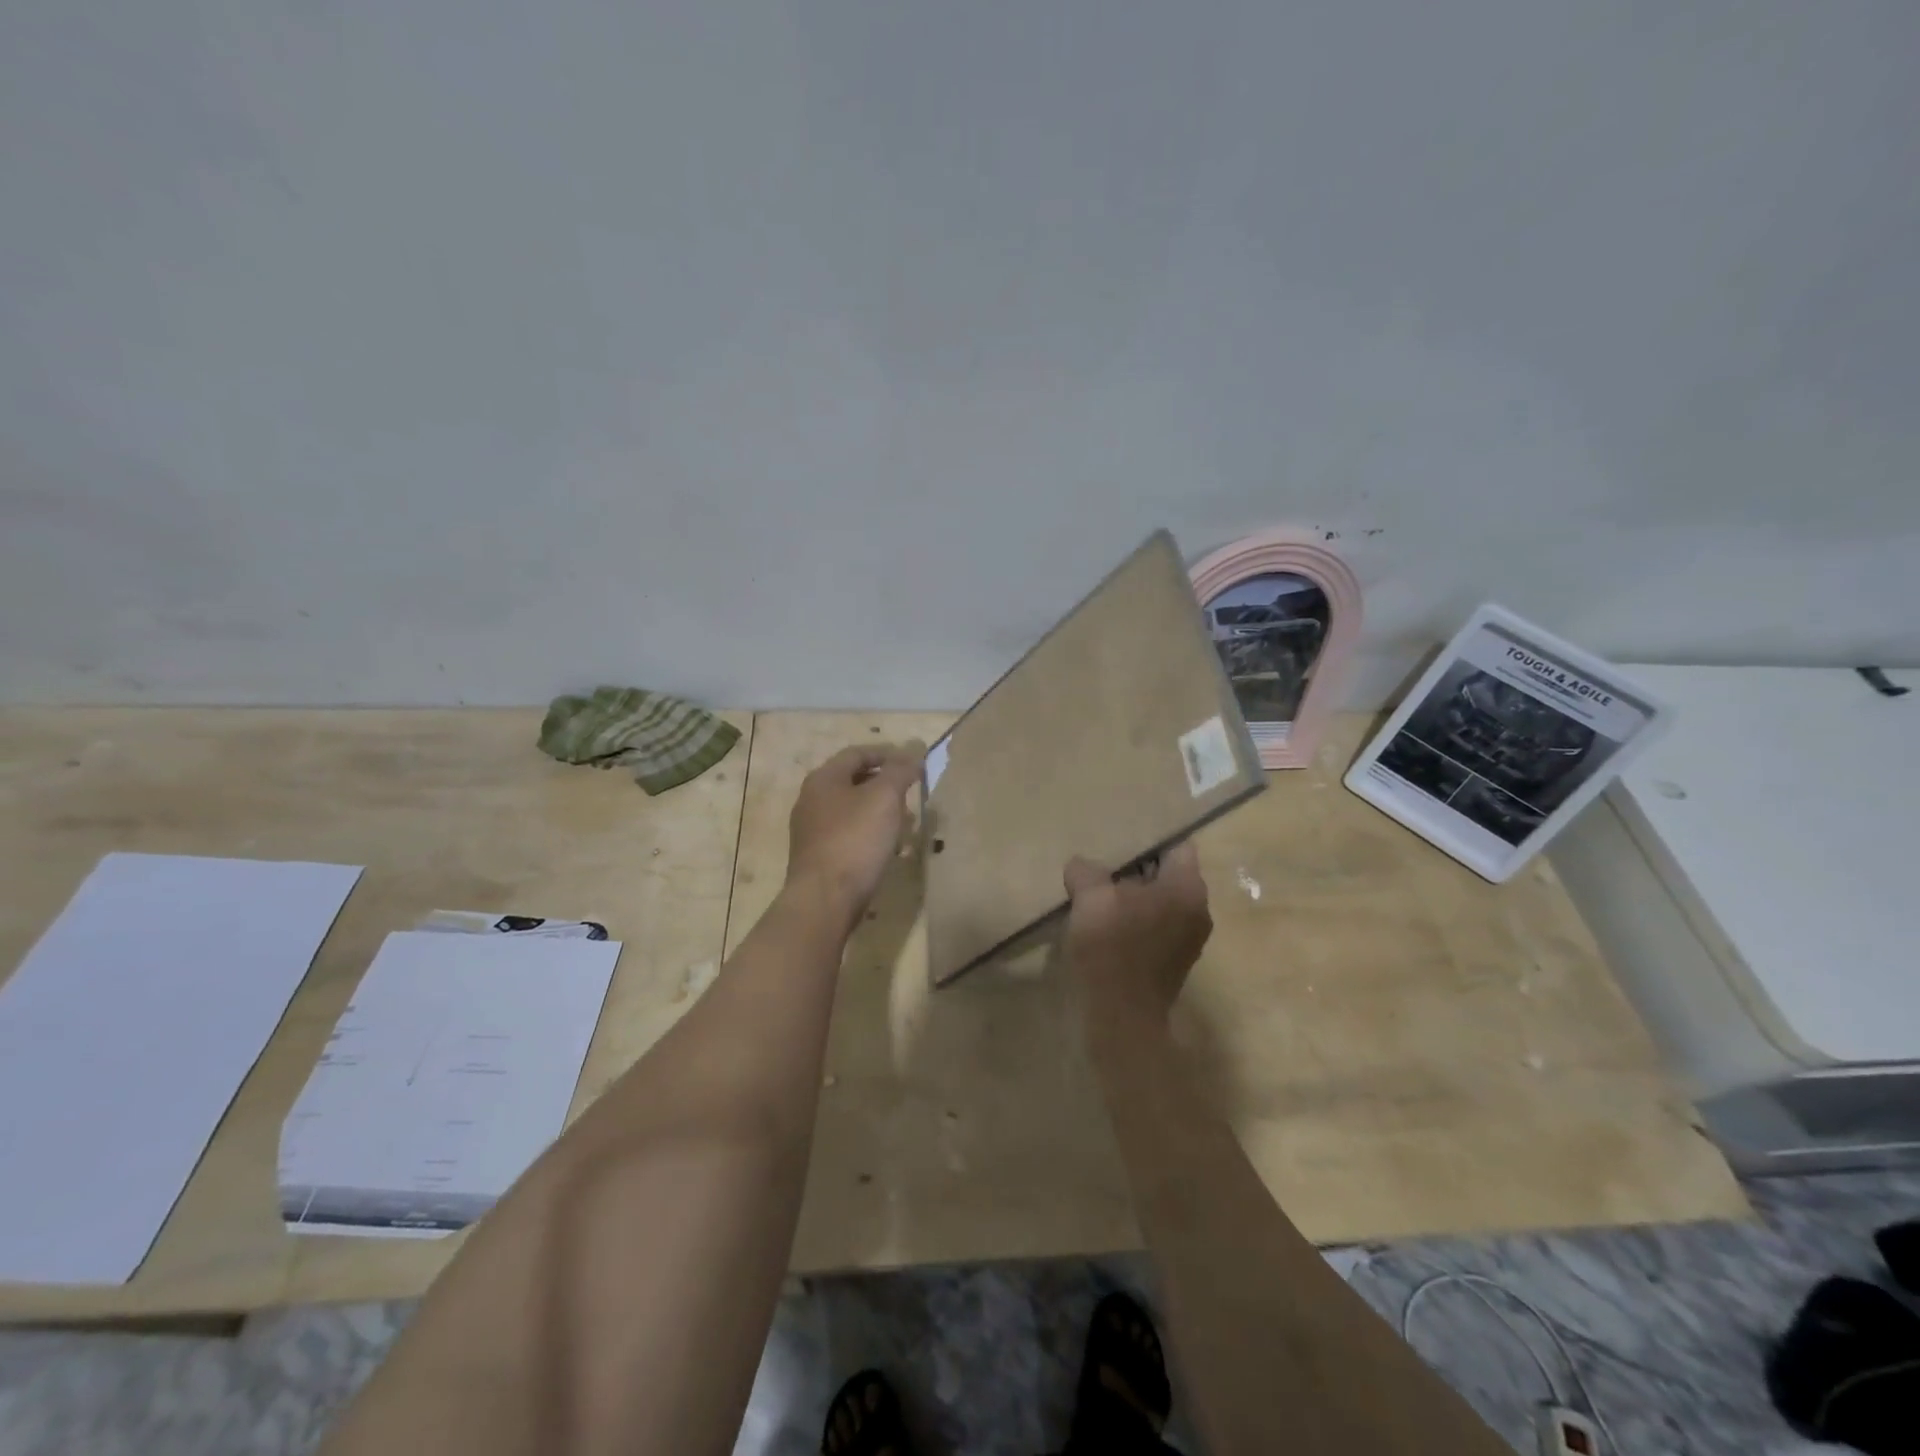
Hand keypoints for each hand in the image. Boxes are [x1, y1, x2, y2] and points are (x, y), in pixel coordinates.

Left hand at [786, 742, 925, 926]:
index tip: (913, 763)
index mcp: (823, 779)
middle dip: (885, 784)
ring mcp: (812, 831)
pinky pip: (849, 836)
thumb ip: (900, 771)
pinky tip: (888, 849)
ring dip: (880, 812)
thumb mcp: (884, 798)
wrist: (824, 900)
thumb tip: (913, 753)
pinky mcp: (818, 858)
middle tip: (911, 793)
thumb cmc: (855, 840)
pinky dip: (870, 834)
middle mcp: (812, 800)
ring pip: (852, 810)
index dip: (887, 753)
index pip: (856, 753)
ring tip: (906, 823)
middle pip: (852, 781)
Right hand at [1062, 841, 1212, 1023]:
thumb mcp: (1090, 899)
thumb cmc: (1112, 949)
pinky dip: (1136, 917)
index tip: (1122, 834)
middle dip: (1137, 866)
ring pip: (1162, 900)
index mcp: (1186, 888)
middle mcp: (1198, 910)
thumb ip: (1086, 872)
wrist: (1122, 1019)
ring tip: (1101, 889)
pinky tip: (1107, 920)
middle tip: (1104, 860)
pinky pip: (1158, 924)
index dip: (1149, 837)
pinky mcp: (1175, 960)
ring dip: (1135, 894)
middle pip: (1169, 873)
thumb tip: (1082, 866)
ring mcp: (1190, 938)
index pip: (1177, 845)